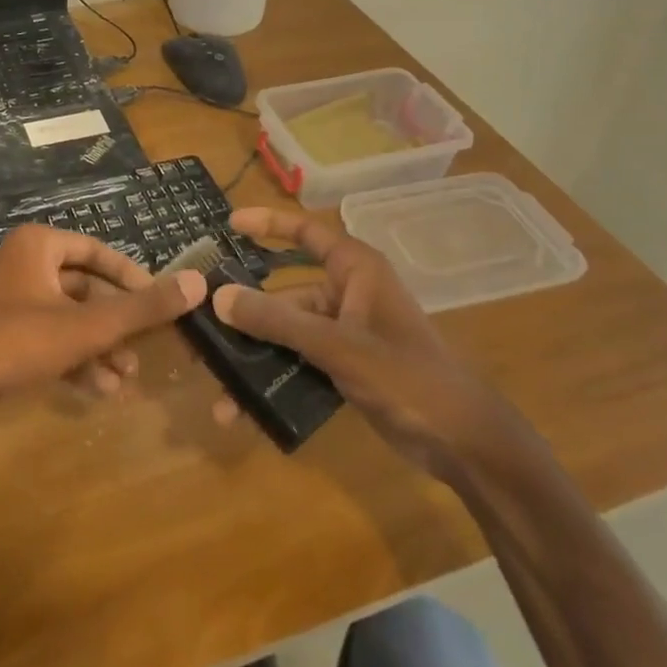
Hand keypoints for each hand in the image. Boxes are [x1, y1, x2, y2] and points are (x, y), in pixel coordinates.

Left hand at [0, 224, 205, 415]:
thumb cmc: (16, 342)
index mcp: (38, 245)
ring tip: (127, 378)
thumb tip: (198, 283)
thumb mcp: (86, 327)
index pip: (98, 252)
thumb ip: (142, 307)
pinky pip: (46, 336)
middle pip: (84, 289)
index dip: (133, 278)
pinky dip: (72, 357)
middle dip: (116, 325)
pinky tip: (99, 389)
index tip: (161, 303)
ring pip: (67, 318)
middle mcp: (22, 262)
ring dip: (98, 347)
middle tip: (146, 350)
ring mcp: (7, 298)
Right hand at [211, 207, 516, 475]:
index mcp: (356, 270)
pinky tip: (244, 409)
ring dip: (255, 356)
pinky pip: (299, 362)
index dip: (268, 224)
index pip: (306, 232)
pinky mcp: (345, 366)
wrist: (464, 443)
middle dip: (246, 311)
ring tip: (216, 383)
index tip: (229, 224)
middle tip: (201, 323)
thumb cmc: (407, 376)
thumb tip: (218, 297)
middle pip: (285, 292)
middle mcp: (347, 294)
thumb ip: (277, 321)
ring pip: (288, 333)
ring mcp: (346, 333)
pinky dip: (274, 378)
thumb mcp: (337, 345)